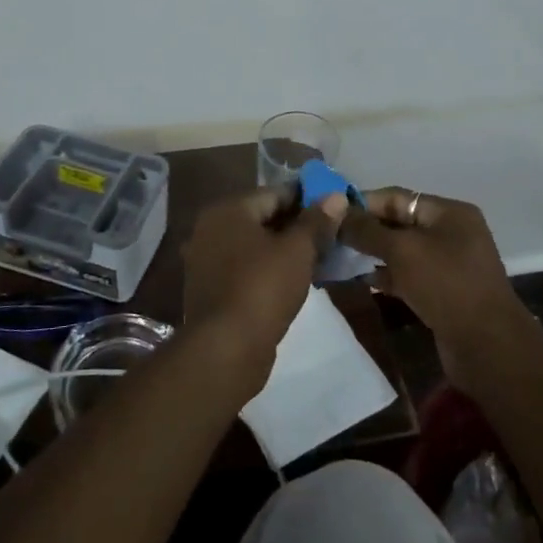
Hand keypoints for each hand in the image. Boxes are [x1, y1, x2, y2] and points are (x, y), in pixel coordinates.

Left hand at [180, 188, 348, 391]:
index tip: (335, 209)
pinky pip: (246, 268)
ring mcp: (206, 260)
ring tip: (319, 258)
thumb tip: (336, 195)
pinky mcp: (211, 289)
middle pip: (263, 218)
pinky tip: (294, 281)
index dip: (308, 199)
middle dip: (297, 225)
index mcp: (228, 210)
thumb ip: (317, 220)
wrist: (226, 350)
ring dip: (284, 250)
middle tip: (332, 235)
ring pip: (255, 245)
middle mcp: (210, 228)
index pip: (275, 192)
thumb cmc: (263, 288)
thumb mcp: (298, 250)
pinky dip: (269, 269)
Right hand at [339, 188, 529, 393]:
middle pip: (399, 223)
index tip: (329, 212)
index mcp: (449, 212)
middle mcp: (451, 233)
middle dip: (365, 229)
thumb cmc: (446, 285)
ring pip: (402, 251)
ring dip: (372, 254)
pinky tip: (361, 281)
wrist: (487, 346)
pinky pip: (408, 275)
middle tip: (329, 237)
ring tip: (338, 258)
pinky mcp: (443, 292)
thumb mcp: (402, 251)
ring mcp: (449, 264)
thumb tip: (337, 214)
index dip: (362, 202)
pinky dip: (386, 276)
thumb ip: (367, 230)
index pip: (397, 197)